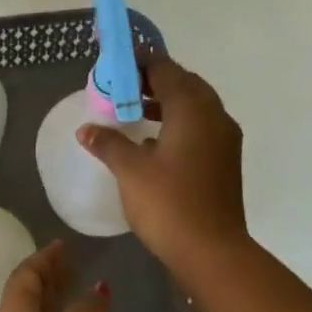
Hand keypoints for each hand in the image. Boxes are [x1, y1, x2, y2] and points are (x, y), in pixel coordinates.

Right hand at [78, 54, 247, 275]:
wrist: (212, 251)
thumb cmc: (169, 204)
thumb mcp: (130, 171)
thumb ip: (108, 144)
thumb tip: (87, 129)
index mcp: (193, 109)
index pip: (165, 69)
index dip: (140, 61)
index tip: (117, 60)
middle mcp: (214, 116)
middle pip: (184, 84)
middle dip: (154, 80)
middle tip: (124, 84)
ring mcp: (224, 140)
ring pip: (194, 107)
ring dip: (165, 103)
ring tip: (133, 109)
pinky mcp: (224, 161)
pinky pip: (199, 128)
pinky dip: (177, 124)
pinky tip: (153, 142)